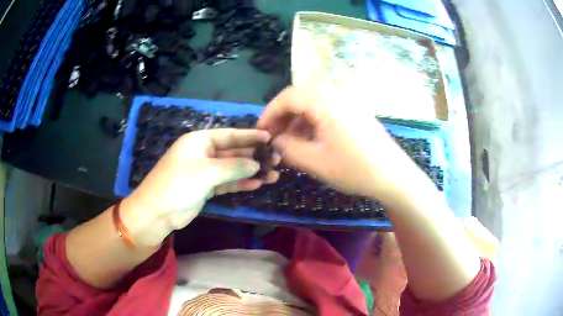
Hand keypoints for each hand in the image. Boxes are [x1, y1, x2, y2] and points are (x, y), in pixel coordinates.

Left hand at [121, 129, 279, 246]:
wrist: (157, 212)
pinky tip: (258, 183)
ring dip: (251, 171)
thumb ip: (234, 166)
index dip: (250, 136)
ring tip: (274, 174)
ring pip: (232, 168)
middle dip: (254, 156)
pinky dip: (241, 183)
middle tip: (276, 160)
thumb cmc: (178, 184)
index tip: (270, 137)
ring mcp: (205, 171)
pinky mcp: (206, 187)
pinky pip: (227, 182)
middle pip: (233, 152)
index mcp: (199, 140)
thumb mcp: (207, 172)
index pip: (229, 135)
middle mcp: (203, 153)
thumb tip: (257, 164)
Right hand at [258, 87, 428, 203]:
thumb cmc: (355, 169)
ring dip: (298, 120)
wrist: (394, 176)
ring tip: (291, 142)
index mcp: (325, 101)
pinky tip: (311, 140)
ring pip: (313, 104)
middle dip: (283, 117)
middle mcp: (336, 94)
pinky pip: (327, 110)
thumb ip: (288, 148)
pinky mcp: (355, 112)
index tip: (261, 132)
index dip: (269, 113)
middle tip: (274, 138)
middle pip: (300, 97)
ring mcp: (348, 102)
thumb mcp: (315, 162)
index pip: (287, 97)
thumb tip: (275, 141)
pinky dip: (313, 122)